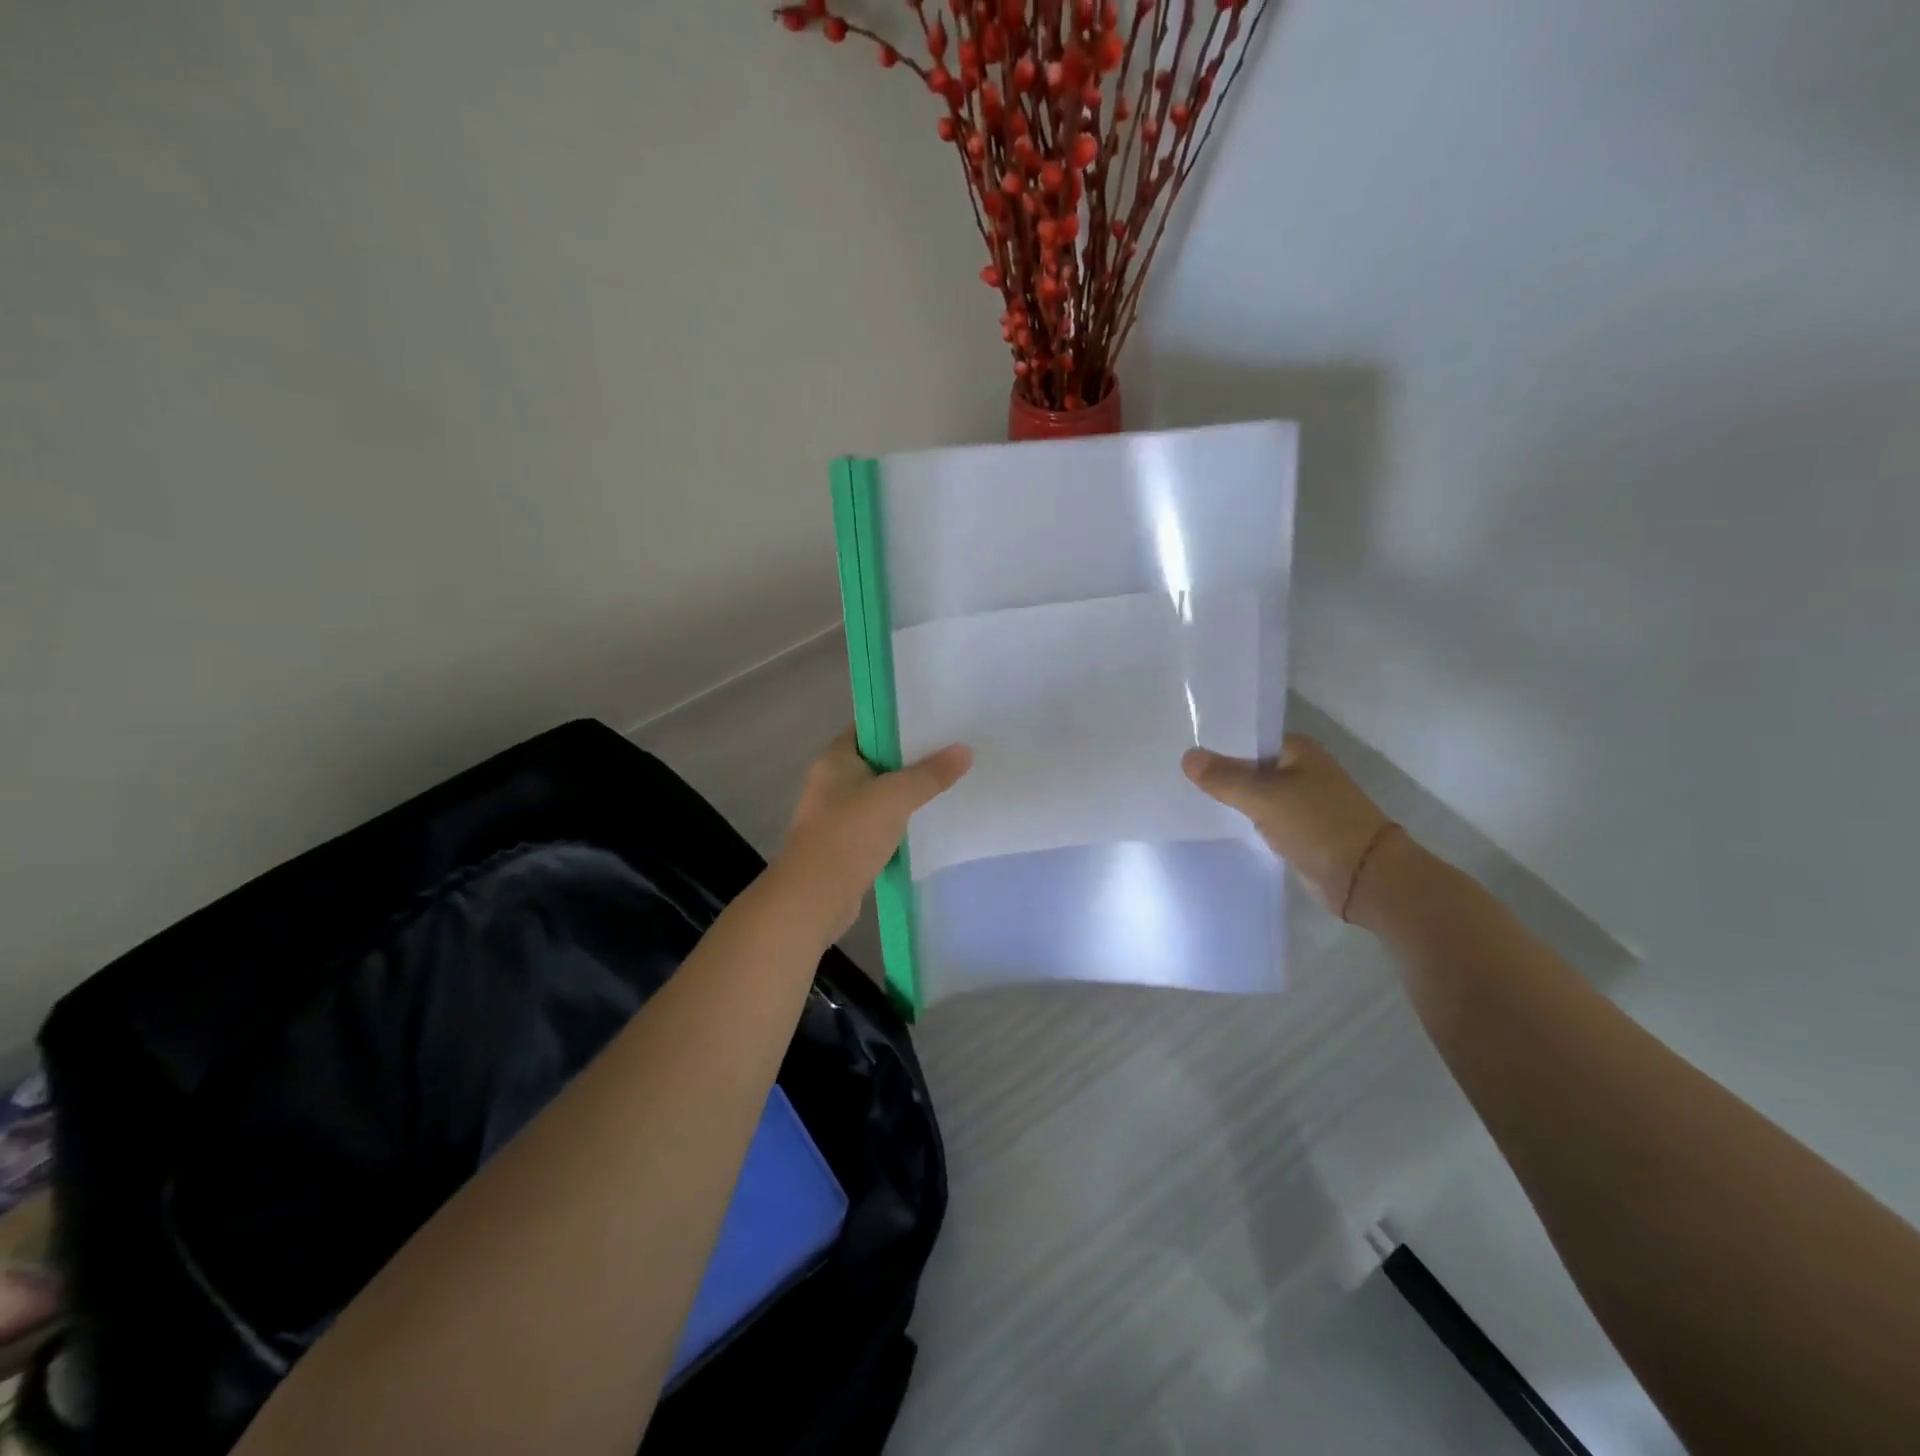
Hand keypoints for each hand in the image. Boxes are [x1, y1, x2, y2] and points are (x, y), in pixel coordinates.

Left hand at [774, 729, 971, 941]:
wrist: (814, 898)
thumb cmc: (849, 835)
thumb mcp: (896, 797)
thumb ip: (931, 774)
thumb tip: (965, 749)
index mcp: (836, 759)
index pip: (869, 727)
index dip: (900, 721)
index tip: (937, 720)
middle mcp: (832, 781)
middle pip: (878, 760)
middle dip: (912, 758)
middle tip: (953, 750)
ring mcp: (838, 815)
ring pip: (880, 794)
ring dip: (908, 793)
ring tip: (949, 783)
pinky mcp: (847, 844)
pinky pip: (879, 824)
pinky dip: (900, 822)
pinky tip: (929, 822)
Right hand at [1183, 736, 1393, 914]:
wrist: (1364, 877)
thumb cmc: (1318, 824)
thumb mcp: (1264, 797)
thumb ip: (1225, 778)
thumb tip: (1187, 756)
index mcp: (1299, 750)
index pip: (1249, 739)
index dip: (1217, 744)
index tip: (1182, 749)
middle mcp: (1301, 770)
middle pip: (1250, 766)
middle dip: (1220, 773)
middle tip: (1176, 774)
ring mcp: (1301, 802)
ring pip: (1255, 794)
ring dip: (1231, 798)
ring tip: (1187, 796)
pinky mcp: (1298, 830)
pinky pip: (1262, 818)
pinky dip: (1244, 820)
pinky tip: (1216, 822)